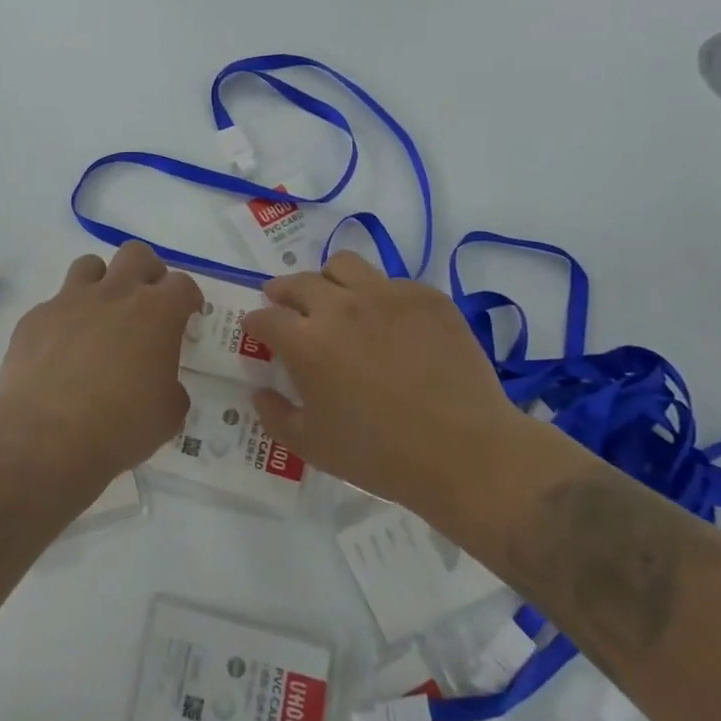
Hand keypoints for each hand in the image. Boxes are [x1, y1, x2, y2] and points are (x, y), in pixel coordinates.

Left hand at [0, 242, 201, 476]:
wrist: (46, 435)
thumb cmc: (120, 425)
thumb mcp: (168, 414)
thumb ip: (171, 388)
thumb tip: (161, 384)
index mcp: (156, 313)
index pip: (182, 284)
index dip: (188, 297)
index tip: (187, 315)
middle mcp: (115, 294)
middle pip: (136, 254)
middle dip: (146, 271)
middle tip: (146, 302)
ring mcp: (70, 301)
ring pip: (90, 265)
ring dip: (101, 283)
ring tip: (101, 315)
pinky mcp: (36, 317)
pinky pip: (54, 304)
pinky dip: (64, 319)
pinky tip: (61, 351)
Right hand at [242, 252, 527, 510]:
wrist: (465, 453)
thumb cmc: (380, 456)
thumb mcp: (312, 447)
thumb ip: (275, 415)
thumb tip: (259, 392)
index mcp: (306, 342)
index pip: (266, 317)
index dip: (255, 322)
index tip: (256, 330)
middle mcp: (340, 307)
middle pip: (299, 282)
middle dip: (283, 292)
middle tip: (286, 306)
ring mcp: (386, 295)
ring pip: (343, 264)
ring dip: (328, 280)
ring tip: (335, 299)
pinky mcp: (426, 297)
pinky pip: (390, 281)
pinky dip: (378, 296)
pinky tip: (388, 323)